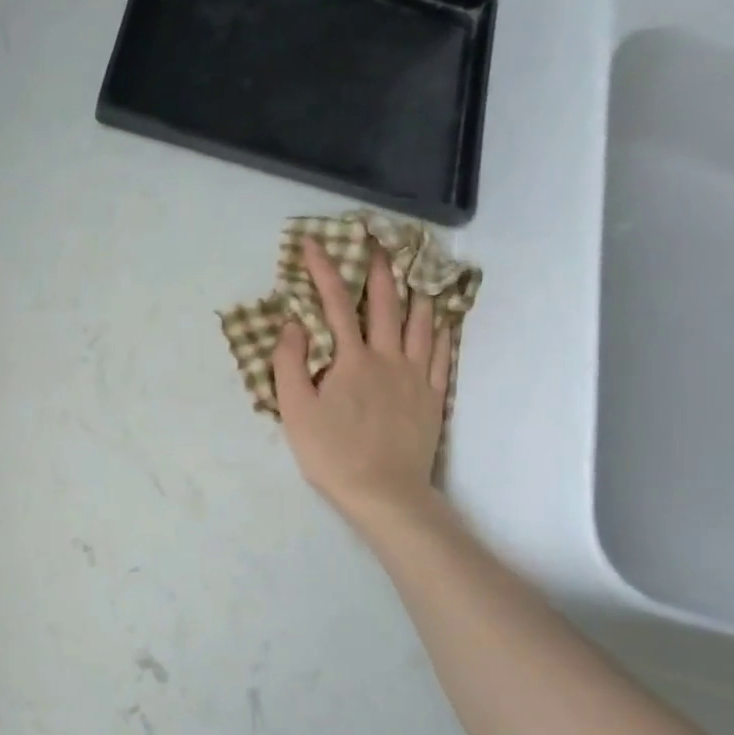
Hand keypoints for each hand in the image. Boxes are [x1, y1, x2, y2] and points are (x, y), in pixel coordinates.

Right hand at [274, 238, 450, 535]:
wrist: (385, 493)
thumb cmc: (332, 453)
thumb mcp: (295, 410)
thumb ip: (290, 363)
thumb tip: (294, 323)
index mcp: (351, 359)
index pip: (334, 304)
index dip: (323, 270)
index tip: (312, 243)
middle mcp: (387, 358)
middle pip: (384, 304)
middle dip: (377, 269)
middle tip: (376, 241)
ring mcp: (415, 376)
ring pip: (420, 323)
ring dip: (415, 291)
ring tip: (417, 268)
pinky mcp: (433, 397)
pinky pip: (441, 354)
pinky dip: (441, 330)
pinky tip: (443, 319)